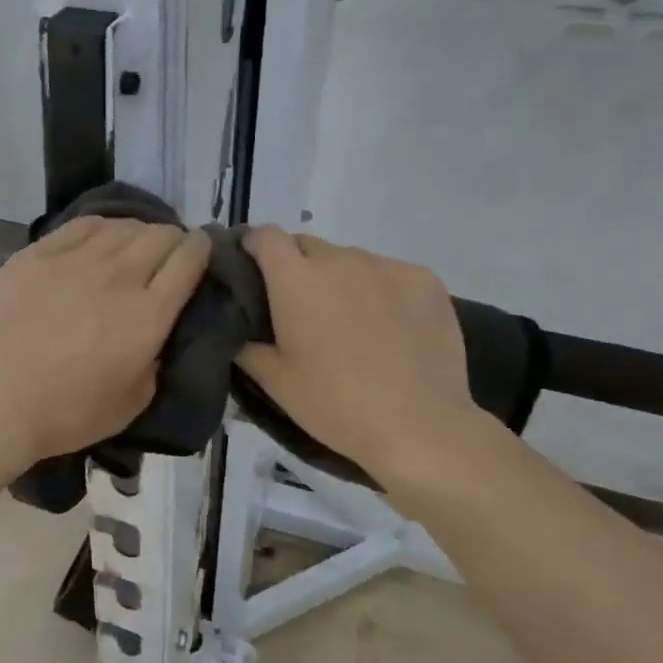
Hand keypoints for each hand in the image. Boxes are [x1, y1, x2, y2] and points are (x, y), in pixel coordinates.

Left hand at [0, 217, 211, 483]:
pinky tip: (100, 238)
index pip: (189, 260)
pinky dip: (103, 227)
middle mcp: (119, 275)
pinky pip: (83, 225)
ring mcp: (75, 259)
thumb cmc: (65, 414)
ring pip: (123, 225)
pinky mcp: (39, 253)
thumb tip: (157, 335)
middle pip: (161, 235)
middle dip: (174, 240)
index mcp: (148, 314)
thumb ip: (156, 360)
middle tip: (168, 256)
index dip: (203, 249)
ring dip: (139, 232)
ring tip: (134, 247)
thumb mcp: (132, 402)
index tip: (202, 251)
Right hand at [237, 227, 486, 485]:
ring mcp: (386, 266)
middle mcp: (339, 260)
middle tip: (300, 306)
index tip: (251, 266)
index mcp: (296, 280)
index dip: (254, 245)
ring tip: (349, 319)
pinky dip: (380, 288)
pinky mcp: (424, 280)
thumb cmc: (335, 404)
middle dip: (296, 265)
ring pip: (350, 259)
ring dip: (340, 278)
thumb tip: (238, 331)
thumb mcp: (276, 382)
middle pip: (307, 245)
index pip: (266, 235)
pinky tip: (389, 325)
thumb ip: (248, 347)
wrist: (419, 426)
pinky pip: (389, 273)